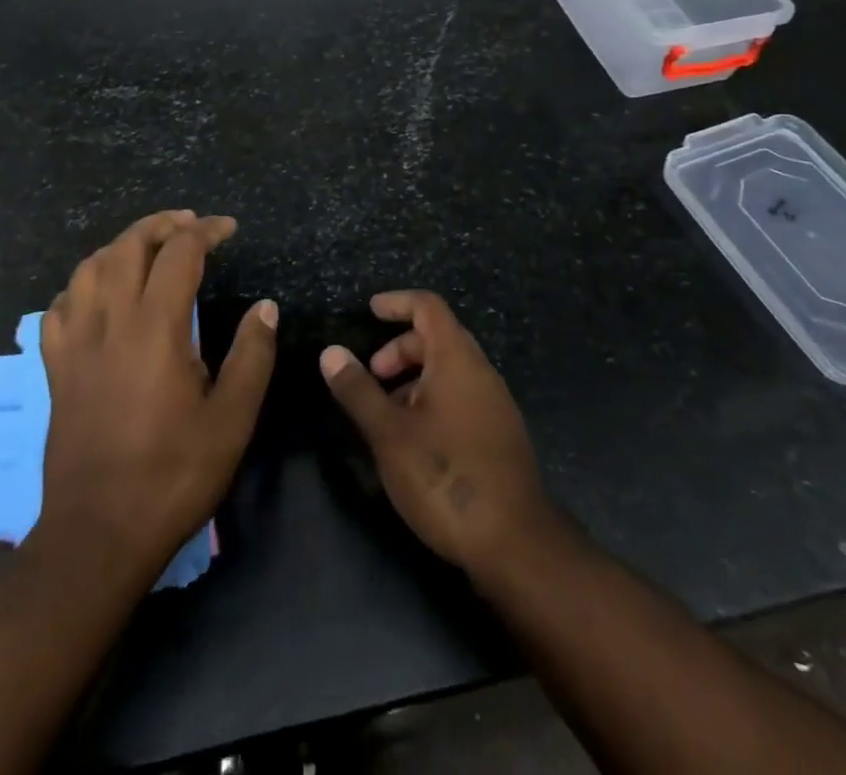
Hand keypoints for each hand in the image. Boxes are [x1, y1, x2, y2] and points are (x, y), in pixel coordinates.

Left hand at [38, 211, 277, 582]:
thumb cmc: (173, 474)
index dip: (206, 231)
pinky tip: (100, 294)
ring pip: (90, 267)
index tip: (228, 229)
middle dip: (161, 225)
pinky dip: (84, 283)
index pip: (179, 252)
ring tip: (147, 247)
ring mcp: (75, 342)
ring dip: (121, 245)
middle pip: (128, 246)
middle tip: (189, 225)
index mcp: (156, 327)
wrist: (98, 532)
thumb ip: (252, 355)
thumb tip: (265, 306)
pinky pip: (61, 305)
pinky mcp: (55, 367)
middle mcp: (111, 320)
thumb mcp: (232, 419)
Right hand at [321, 291, 558, 578]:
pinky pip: (462, 396)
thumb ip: (358, 390)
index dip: (398, 302)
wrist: (514, 542)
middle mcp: (480, 372)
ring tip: (386, 413)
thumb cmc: (445, 475)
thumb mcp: (389, 433)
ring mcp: (495, 404)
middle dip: (400, 347)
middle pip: (438, 337)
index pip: (428, 307)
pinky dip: (433, 399)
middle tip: (372, 375)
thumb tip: (331, 352)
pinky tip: (415, 439)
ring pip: (450, 370)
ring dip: (415, 377)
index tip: (370, 311)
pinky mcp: (499, 434)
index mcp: (457, 359)